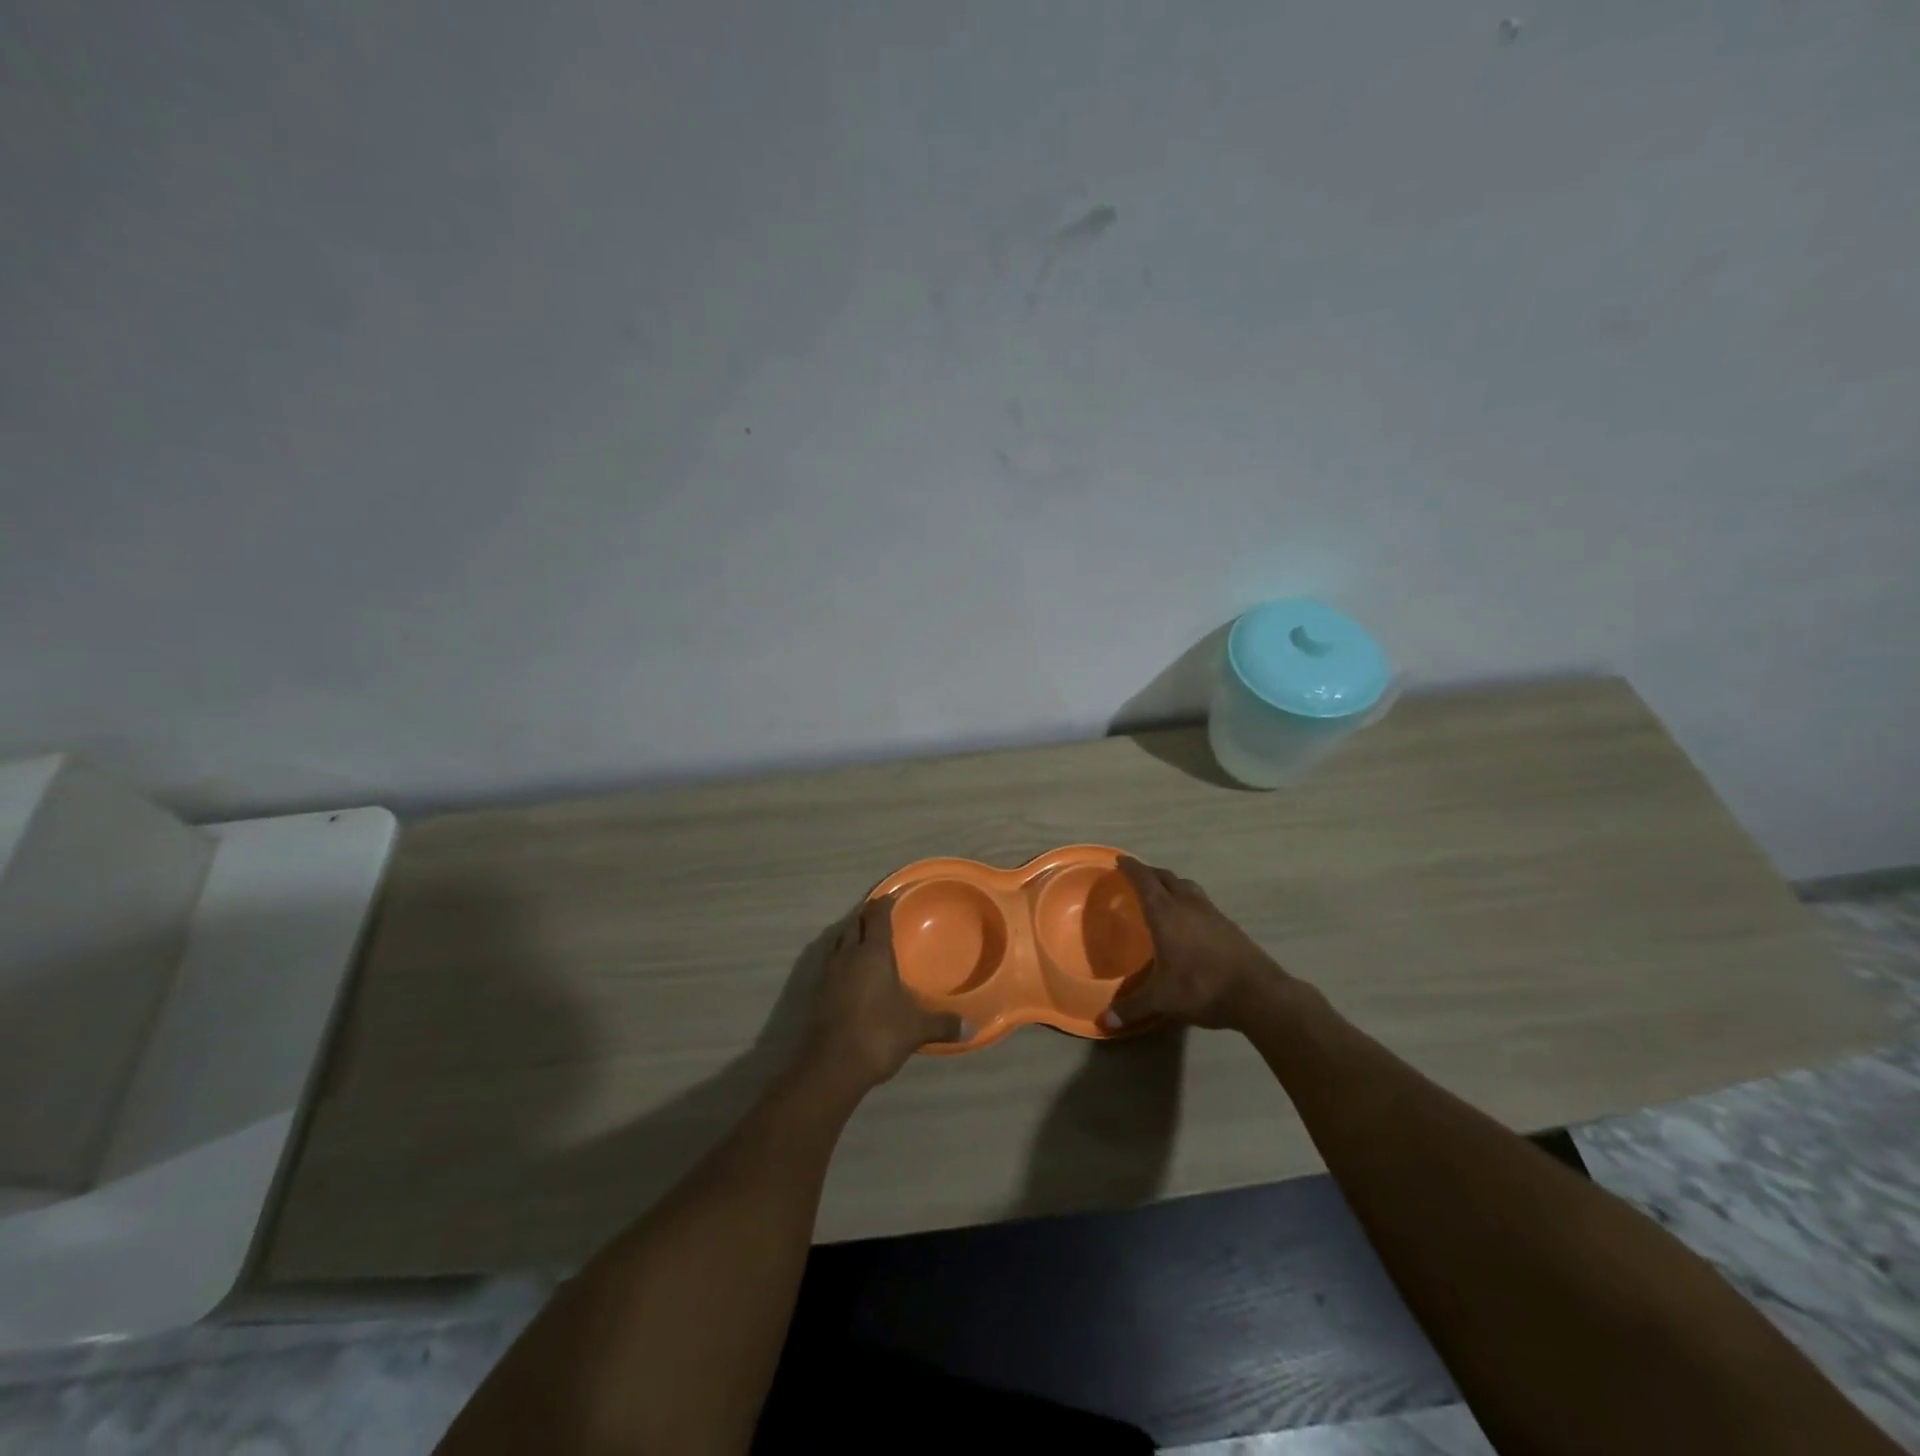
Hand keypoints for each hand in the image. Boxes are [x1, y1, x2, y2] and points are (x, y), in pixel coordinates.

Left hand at [803, 897, 965, 1090]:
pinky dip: (841, 957)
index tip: (894, 895)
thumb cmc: (878, 1034)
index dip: (885, 903)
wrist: (830, 1066)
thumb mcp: (916, 1028)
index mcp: (873, 952)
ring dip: (851, 934)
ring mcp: (828, 972)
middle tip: (881, 913)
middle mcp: (848, 954)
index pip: (878, 916)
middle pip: (855, 922)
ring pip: (838, 940)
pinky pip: (830, 962)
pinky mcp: (816, 992)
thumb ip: (943, 1023)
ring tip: (865, 938)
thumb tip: (971, 1027)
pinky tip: (850, 972)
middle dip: (867, 914)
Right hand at [1104, 857, 1292, 1031]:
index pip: (1144, 881)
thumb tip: (1105, 1022)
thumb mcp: (1163, 1000)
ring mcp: (1211, 912)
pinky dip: (1188, 899)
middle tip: (1136, 876)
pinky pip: (1201, 901)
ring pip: (1187, 886)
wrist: (1258, 994)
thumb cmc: (1202, 988)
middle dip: (1149, 873)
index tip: (1120, 860)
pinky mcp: (1228, 924)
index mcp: (1166, 913)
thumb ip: (1133, 1007)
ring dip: (1171, 883)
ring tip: (1162, 892)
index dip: (1131, 868)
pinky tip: (1188, 918)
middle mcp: (1187, 905)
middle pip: (1165, 877)